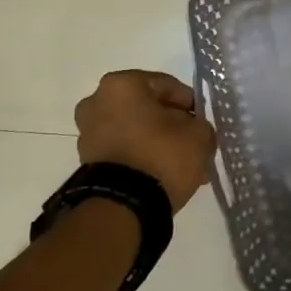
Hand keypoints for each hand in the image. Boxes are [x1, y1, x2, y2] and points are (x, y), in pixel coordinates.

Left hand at [75, 70, 216, 212]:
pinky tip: (162, 173)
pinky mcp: (87, 159)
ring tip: (180, 164)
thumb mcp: (199, 135)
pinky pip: (123, 149)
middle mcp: (97, 101)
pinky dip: (141, 156)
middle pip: (147, 108)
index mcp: (122, 84)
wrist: (123, 205)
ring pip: (135, 130)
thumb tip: (192, 129)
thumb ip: (200, 124)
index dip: (190, 104)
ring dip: (156, 142)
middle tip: (191, 142)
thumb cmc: (162, 156)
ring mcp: (88, 132)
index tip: (202, 122)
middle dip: (171, 124)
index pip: (167, 85)